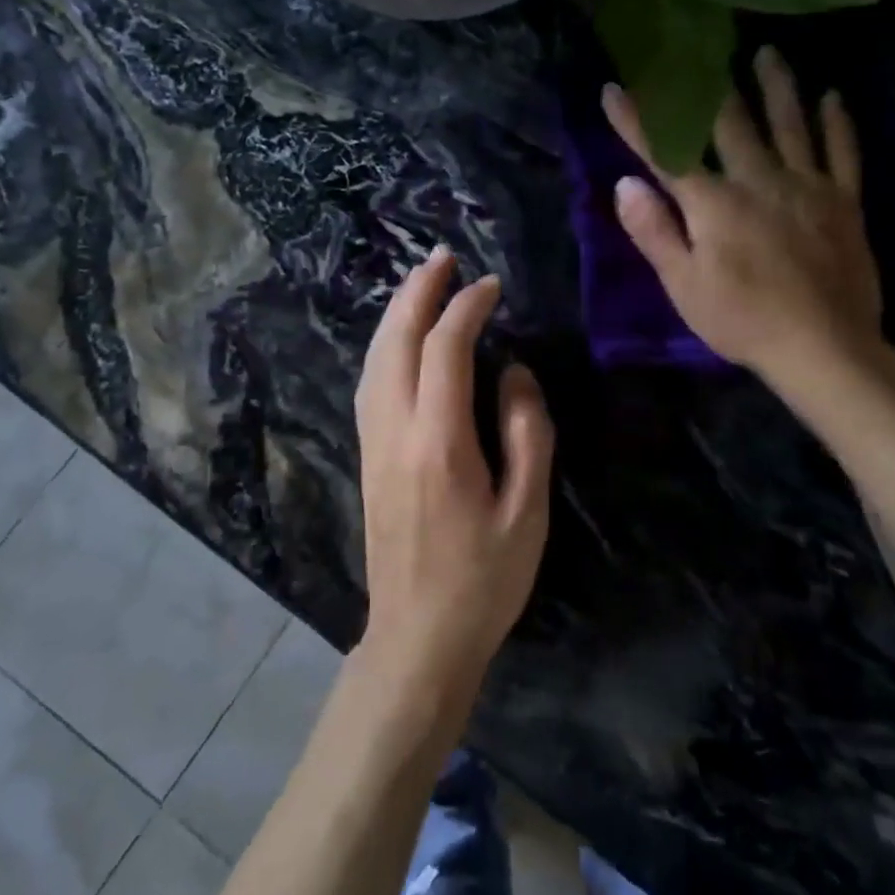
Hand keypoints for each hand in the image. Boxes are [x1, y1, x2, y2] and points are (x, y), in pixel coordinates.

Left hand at [353, 247, 553, 723]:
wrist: (417, 637)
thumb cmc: (483, 579)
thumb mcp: (528, 511)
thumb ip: (526, 432)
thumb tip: (514, 372)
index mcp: (439, 442)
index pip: (445, 350)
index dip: (466, 309)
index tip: (491, 286)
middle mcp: (395, 431)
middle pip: (395, 342)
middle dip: (417, 292)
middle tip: (442, 257)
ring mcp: (373, 444)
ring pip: (374, 359)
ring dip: (396, 314)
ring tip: (421, 283)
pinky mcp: (367, 457)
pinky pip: (369, 383)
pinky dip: (384, 346)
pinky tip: (399, 339)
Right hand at [603, 47, 885, 388]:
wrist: (824, 348)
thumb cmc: (743, 320)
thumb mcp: (684, 286)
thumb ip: (655, 232)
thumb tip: (627, 184)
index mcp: (714, 203)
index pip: (666, 152)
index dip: (638, 121)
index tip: (615, 89)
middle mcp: (760, 180)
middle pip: (730, 123)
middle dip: (707, 85)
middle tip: (698, 48)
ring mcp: (807, 186)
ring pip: (790, 123)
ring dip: (776, 86)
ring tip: (768, 53)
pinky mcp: (843, 201)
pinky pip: (841, 151)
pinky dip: (836, 122)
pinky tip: (832, 97)